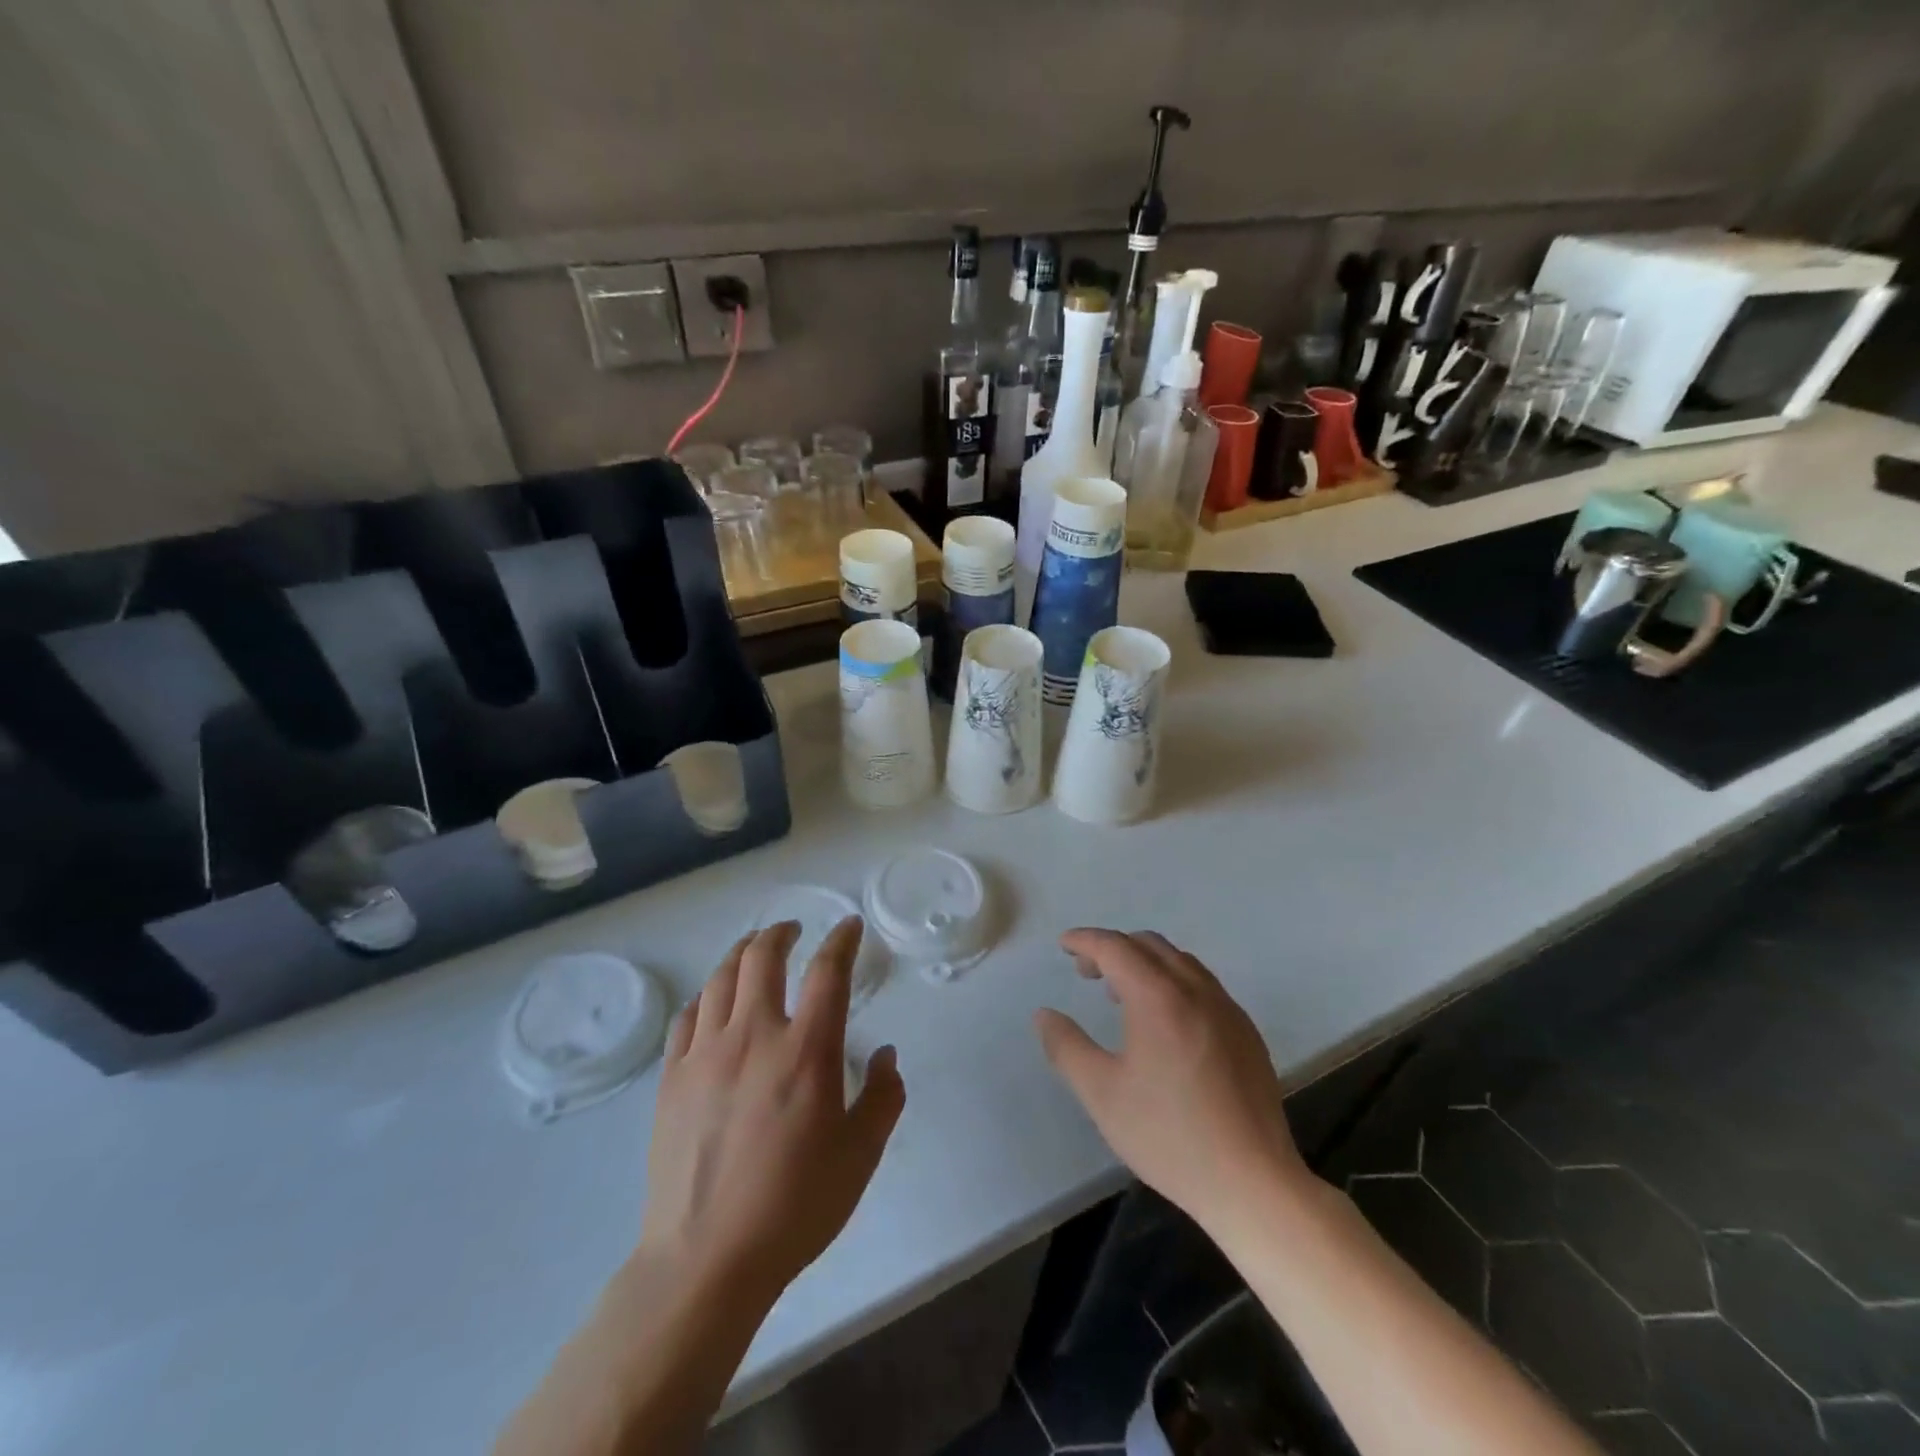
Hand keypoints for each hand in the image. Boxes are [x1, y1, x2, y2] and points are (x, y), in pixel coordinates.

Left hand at [637, 918, 904, 1305]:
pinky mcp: (672, 1078)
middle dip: (781, 933)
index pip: (828, 972)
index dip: (841, 940)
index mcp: (806, 1051)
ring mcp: (705, 1054)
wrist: (705, 1260)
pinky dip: (706, 996)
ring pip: (721, 978)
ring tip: (753, 950)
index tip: (849, 926)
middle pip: (762, 957)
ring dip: (742, 953)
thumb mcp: (861, 1156)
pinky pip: (687, 1017)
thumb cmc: (794, 1207)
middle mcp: (754, 1036)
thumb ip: (884, 1097)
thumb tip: (886, 1055)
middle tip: (793, 929)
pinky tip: (712, 1002)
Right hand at [1034, 929, 1309, 1228]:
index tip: (1063, 945)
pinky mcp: (1247, 1032)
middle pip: (1149, 945)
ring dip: (1145, 963)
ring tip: (1122, 994)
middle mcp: (1196, 990)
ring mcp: (1227, 1009)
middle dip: (1113, 948)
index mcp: (1158, 997)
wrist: (1253, 1182)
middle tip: (1087, 972)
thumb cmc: (1169, 1136)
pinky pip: (1203, 985)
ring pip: (1180, 962)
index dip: (1085, 940)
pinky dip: (1173, 982)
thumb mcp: (1102, 1094)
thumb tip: (1045, 1015)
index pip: (1116, 948)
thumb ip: (1067, 1048)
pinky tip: (1166, 1022)